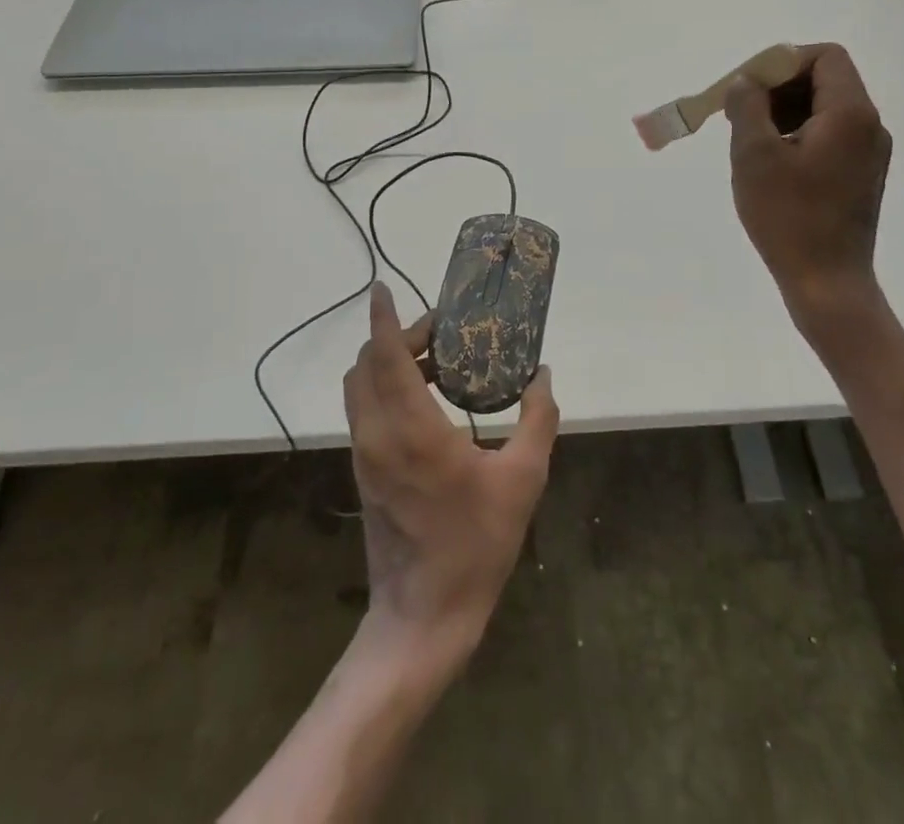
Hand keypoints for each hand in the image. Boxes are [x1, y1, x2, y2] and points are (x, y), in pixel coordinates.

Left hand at [344, 283, 558, 663]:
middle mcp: (378, 434)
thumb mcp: (522, 480)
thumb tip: (543, 375)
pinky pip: (366, 410)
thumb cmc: (475, 544)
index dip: (383, 319)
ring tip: (434, 362)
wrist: (423, 615)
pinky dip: (385, 388)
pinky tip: (426, 399)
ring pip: (360, 387)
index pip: (385, 357)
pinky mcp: (364, 470)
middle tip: (436, 332)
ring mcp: (365, 454)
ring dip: (387, 362)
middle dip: (393, 337)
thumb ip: (537, 421)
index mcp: (412, 430)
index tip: (381, 288)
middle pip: (366, 365)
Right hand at [725, 43, 891, 310]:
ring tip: (751, 138)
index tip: (749, 87)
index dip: (784, 61)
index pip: (825, 57)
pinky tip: (771, 162)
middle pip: (826, 80)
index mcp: (850, 114)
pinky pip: (830, 135)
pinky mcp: (861, 176)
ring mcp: (869, 153)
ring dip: (786, 111)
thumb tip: (746, 82)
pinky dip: (799, 134)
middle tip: (742, 112)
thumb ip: (747, 107)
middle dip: (779, 87)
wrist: (827, 282)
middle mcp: (869, 126)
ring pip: (825, 108)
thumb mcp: (754, 155)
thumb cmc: (788, 216)